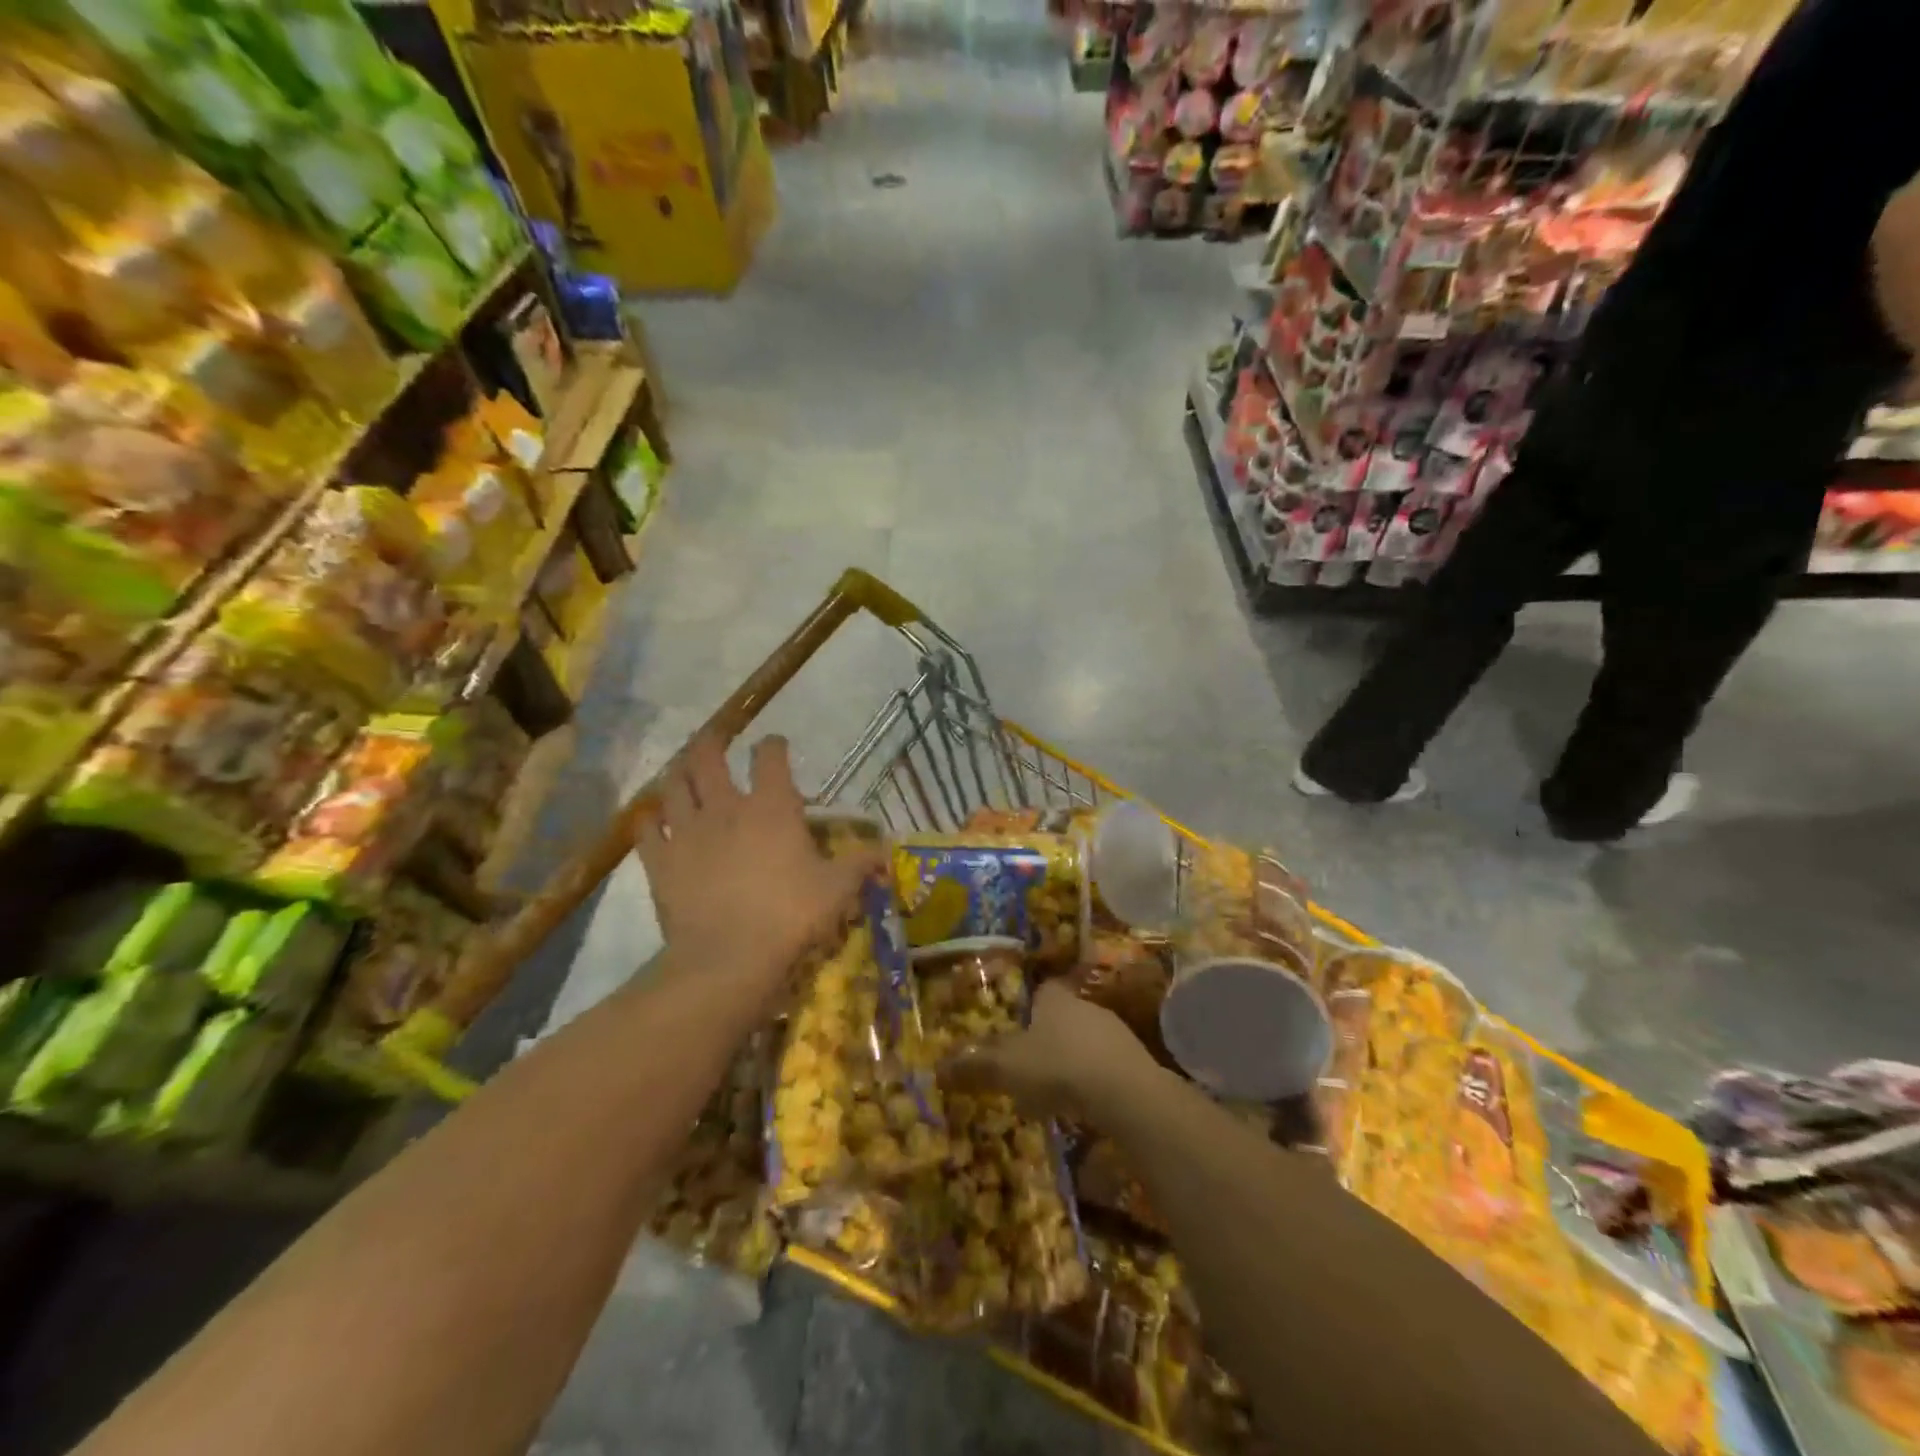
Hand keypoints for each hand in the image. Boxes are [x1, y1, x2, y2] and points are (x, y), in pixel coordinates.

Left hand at [636, 734, 878, 1009]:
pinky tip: (651, 818)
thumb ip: (861, 863)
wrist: (728, 958)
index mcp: (771, 807)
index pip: (770, 758)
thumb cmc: (790, 915)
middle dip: (712, 741)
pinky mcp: (660, 860)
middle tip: (715, 738)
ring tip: (681, 769)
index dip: (773, 745)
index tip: (776, 744)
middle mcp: (725, 807)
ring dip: (677, 772)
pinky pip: (645, 829)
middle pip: (708, 757)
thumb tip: (887, 849)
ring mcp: (686, 831)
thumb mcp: (837, 889)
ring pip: (673, 785)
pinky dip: (647, 818)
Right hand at [941, 980, 1156, 1121]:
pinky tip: (1084, 1104)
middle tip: (1030, 1064)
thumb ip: (976, 1065)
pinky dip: (1094, 1080)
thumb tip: (938, 1065)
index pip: (1041, 991)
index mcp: (1054, 998)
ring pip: (1086, 1041)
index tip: (1016, 1027)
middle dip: (1048, 1037)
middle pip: (1063, 1015)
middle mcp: (1086, 1006)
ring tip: (1055, 1090)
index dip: (1028, 1006)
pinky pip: (1107, 1065)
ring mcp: (1115, 1032)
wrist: (1126, 1093)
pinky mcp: (1135, 1061)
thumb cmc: (1059, 1066)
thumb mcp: (1008, 1067)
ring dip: (1072, 1060)